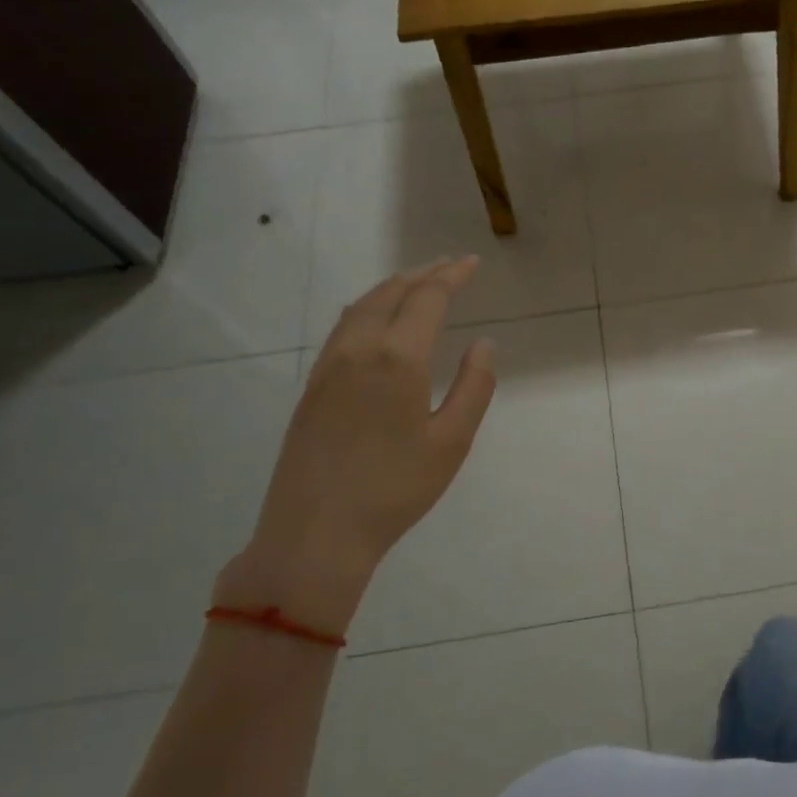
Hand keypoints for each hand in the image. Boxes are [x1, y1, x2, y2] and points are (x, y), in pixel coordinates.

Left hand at [215, 258, 496, 637]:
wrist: (315, 533)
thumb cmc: (395, 489)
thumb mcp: (452, 441)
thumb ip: (474, 387)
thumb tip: (484, 345)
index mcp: (397, 358)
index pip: (427, 298)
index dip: (452, 276)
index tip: (472, 263)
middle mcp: (358, 349)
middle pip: (391, 292)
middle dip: (423, 274)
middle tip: (449, 266)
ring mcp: (328, 366)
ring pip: (361, 306)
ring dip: (392, 287)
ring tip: (417, 283)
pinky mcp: (312, 386)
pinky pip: (343, 327)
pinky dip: (368, 307)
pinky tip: (376, 319)